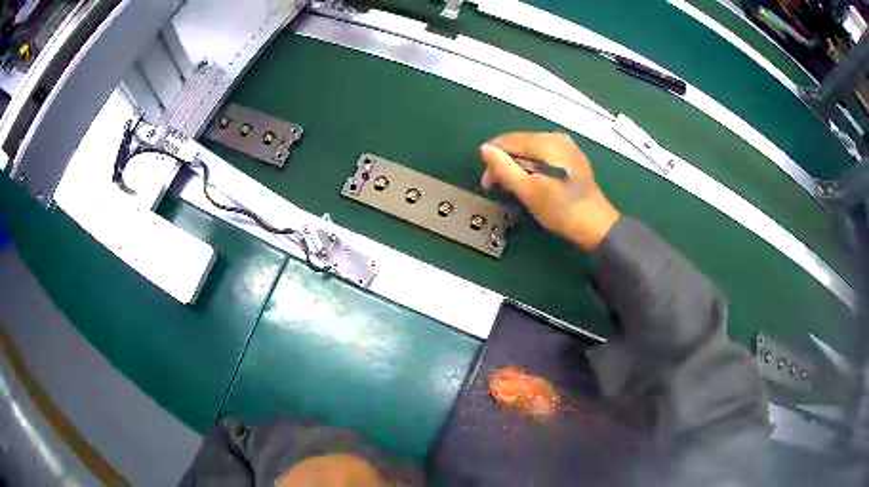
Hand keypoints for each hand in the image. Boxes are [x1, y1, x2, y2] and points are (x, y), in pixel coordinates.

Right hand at [479, 132, 619, 250]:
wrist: (596, 226)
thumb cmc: (560, 210)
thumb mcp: (527, 191)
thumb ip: (503, 168)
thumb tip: (484, 149)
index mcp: (546, 142)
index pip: (507, 140)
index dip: (492, 159)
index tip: (487, 183)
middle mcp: (556, 137)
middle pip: (519, 143)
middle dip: (505, 163)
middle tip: (497, 187)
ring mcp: (567, 146)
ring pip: (530, 150)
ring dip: (518, 166)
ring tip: (514, 187)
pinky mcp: (572, 158)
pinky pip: (544, 156)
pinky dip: (533, 167)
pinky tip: (532, 182)